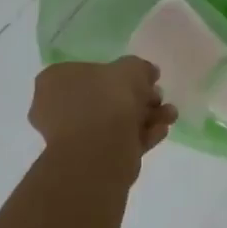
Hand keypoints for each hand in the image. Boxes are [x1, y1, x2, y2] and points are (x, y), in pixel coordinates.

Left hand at [29, 58, 177, 166]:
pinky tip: (162, 131)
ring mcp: (73, 136)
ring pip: (115, 121)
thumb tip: (147, 73)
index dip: (122, 74)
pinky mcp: (91, 159)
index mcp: (56, 81)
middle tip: (159, 97)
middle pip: (106, 98)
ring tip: (170, 115)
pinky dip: (141, 135)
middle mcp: (58, 108)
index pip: (90, 71)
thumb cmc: (107, 99)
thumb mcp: (130, 69)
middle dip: (138, 98)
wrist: (99, 149)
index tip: (146, 79)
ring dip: (146, 116)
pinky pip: (118, 141)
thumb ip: (140, 68)